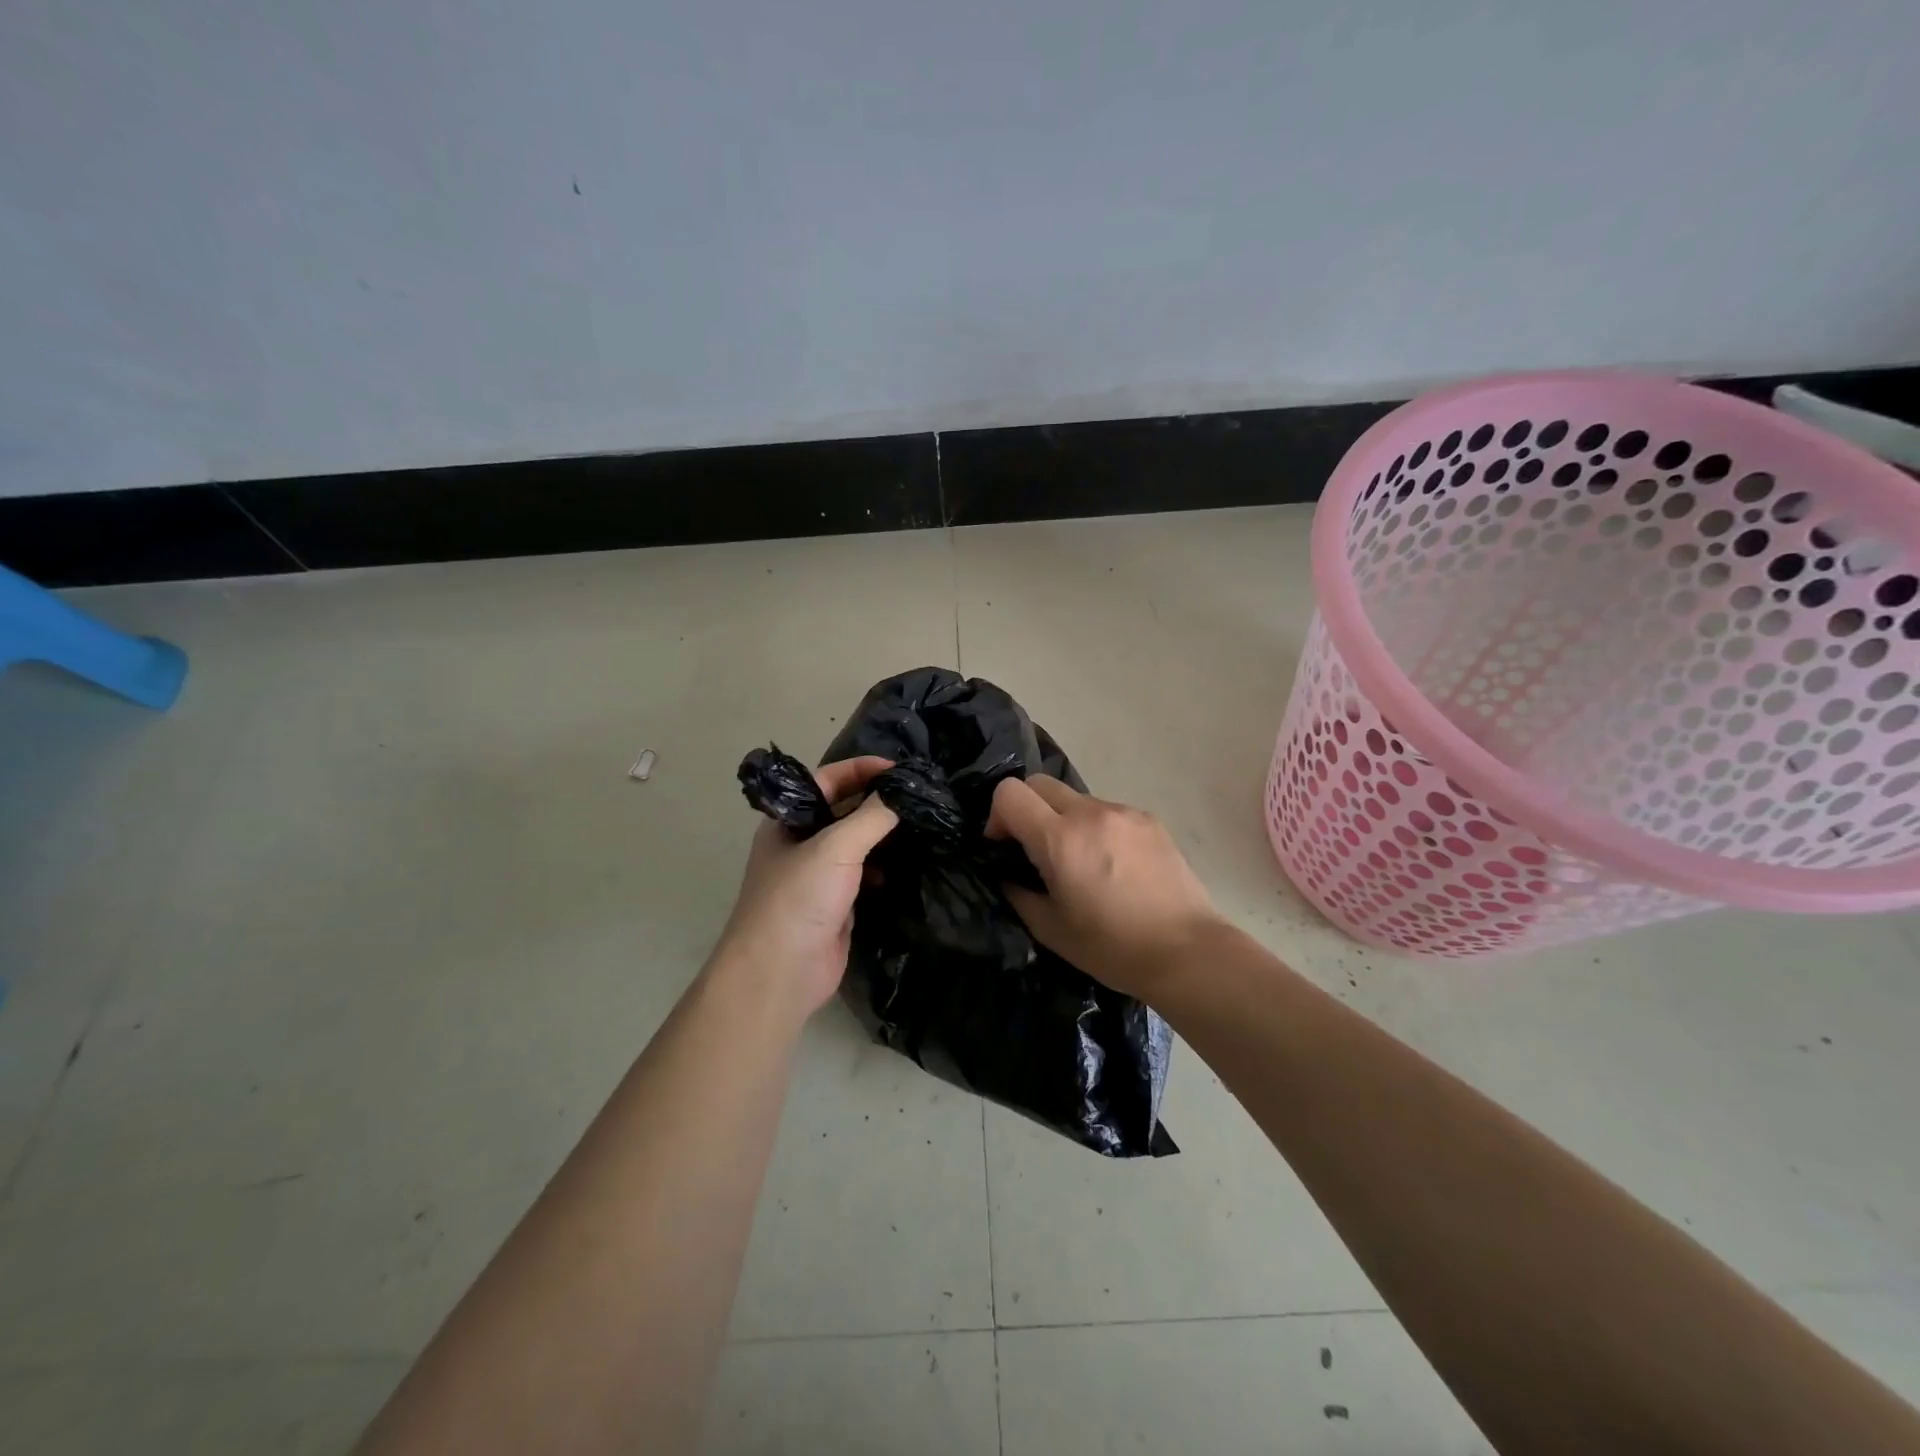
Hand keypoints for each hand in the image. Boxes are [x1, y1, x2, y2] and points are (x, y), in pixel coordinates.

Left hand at [711, 756, 897, 1020]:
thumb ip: (871, 817)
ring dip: (884, 835)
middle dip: (877, 801)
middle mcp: (802, 843)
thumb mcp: (836, 848)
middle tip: (918, 795)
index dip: (861, 769)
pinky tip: (907, 865)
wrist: (780, 973)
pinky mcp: (837, 904)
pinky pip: (864, 875)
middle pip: (844, 810)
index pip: (827, 780)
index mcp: (789, 821)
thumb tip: (902, 793)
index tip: (900, 770)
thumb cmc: (799, 898)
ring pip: (857, 844)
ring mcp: (819, 876)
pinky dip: (885, 867)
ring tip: (921, 824)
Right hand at [987, 775, 1223, 1001]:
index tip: (1005, 847)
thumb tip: (1008, 875)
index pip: (1009, 793)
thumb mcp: (1050, 930)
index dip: (997, 816)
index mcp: (1061, 840)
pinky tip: (1112, 866)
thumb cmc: (1112, 948)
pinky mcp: (1149, 820)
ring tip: (1080, 863)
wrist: (1187, 951)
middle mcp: (1091, 814)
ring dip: (1064, 820)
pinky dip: (1096, 828)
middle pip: (1039, 783)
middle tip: (1034, 850)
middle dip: (1026, 809)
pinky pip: (1107, 812)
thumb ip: (1018, 893)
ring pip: (1075, 798)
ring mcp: (1124, 812)